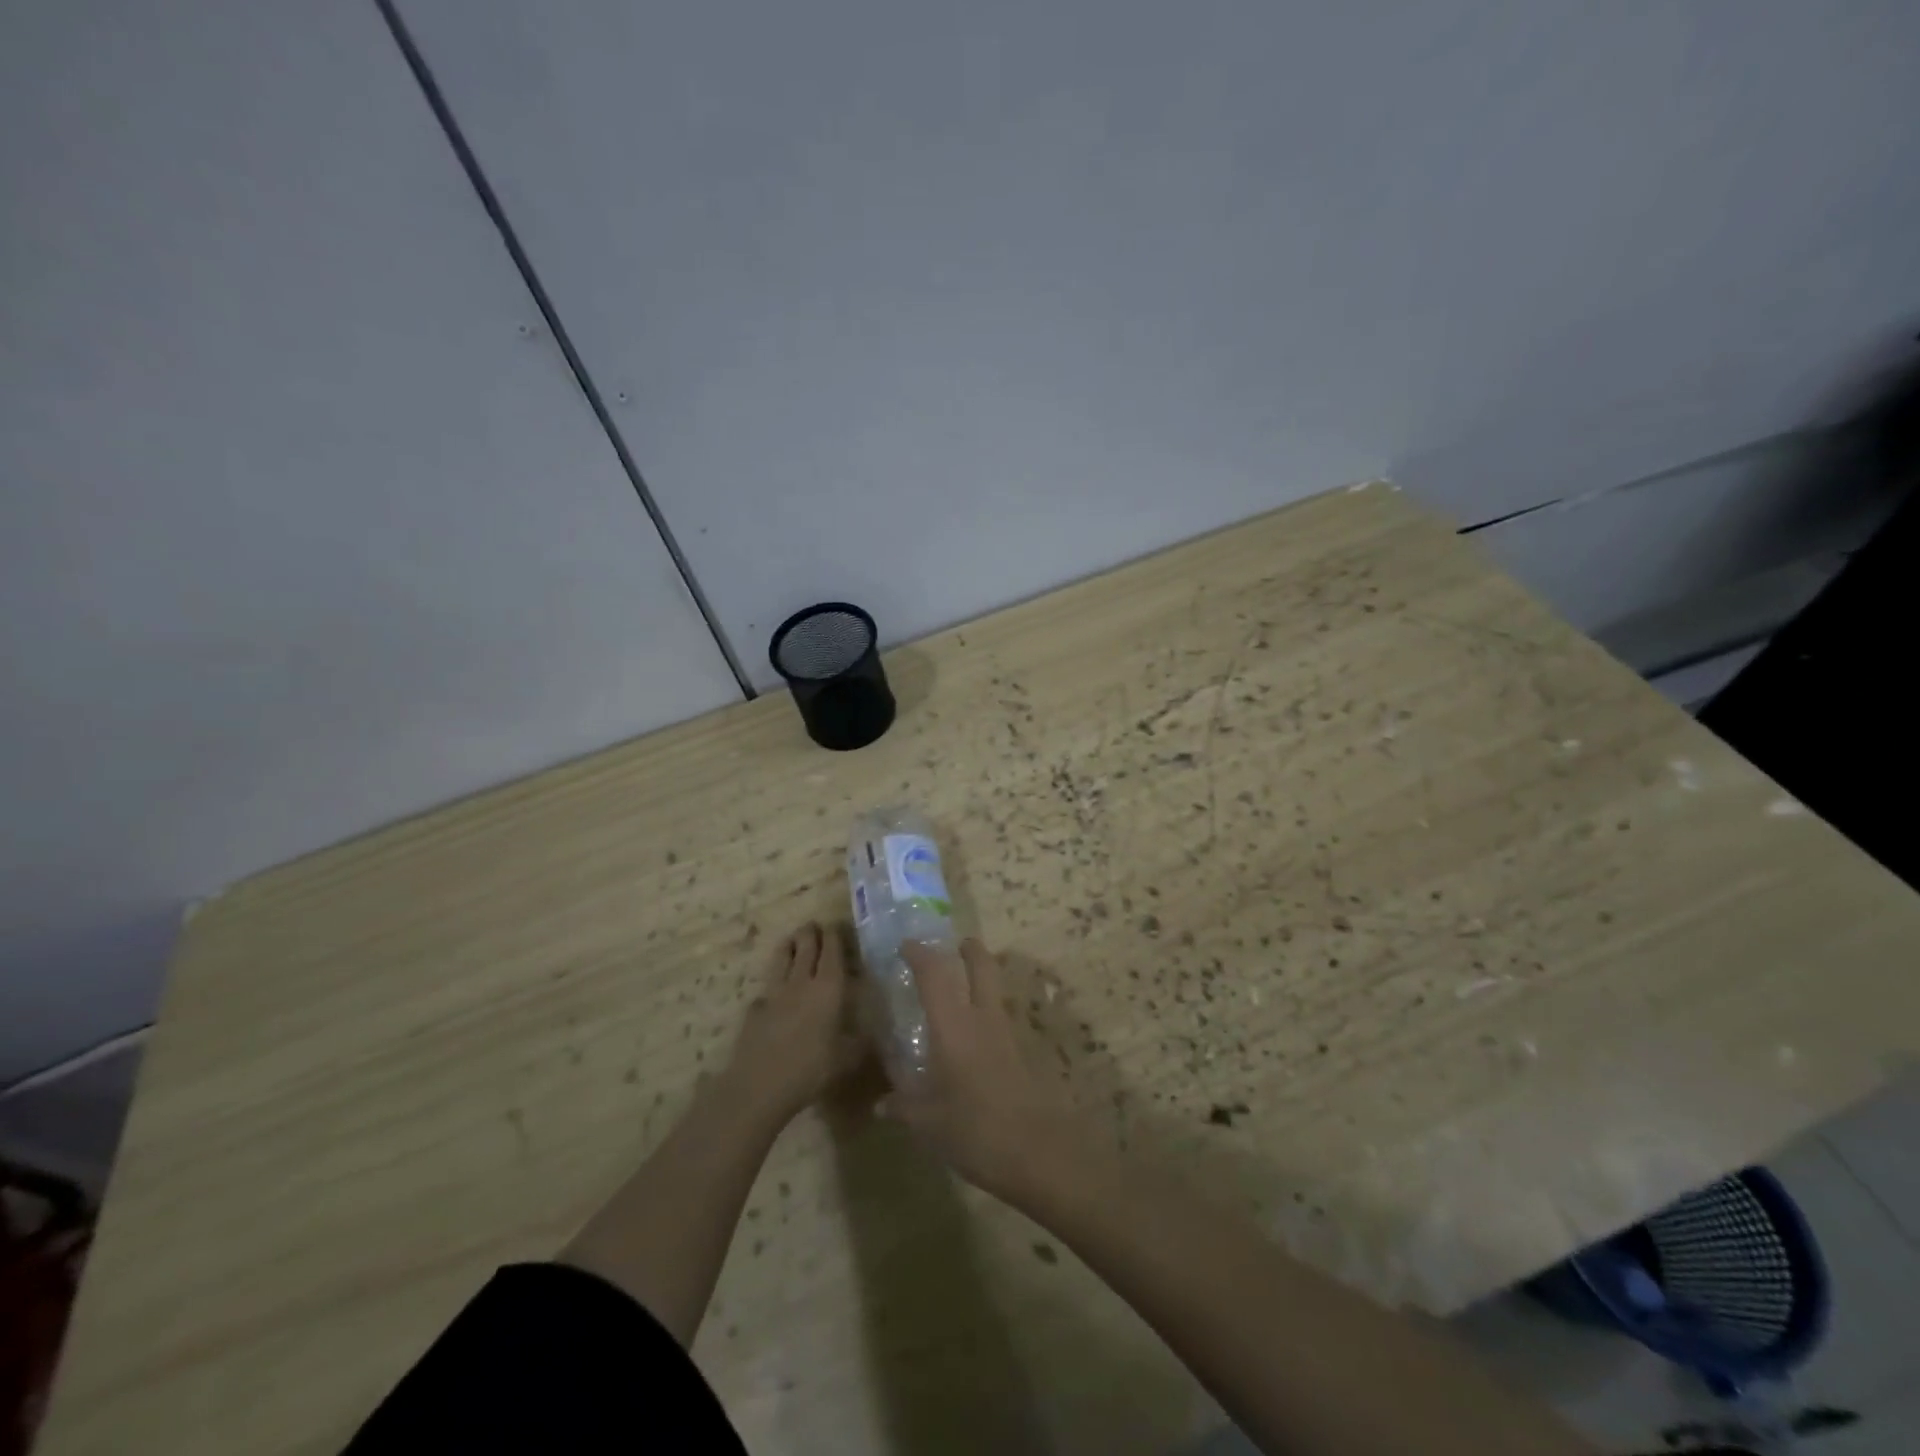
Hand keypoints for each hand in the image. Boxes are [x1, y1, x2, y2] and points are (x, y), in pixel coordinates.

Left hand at [724, 922, 863, 1127]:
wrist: (760, 1086)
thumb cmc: (811, 1069)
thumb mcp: (847, 1058)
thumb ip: (860, 1040)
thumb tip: (873, 1029)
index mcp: (829, 988)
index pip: (832, 951)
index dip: (834, 935)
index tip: (836, 925)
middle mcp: (801, 982)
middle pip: (805, 947)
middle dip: (810, 933)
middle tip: (814, 926)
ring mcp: (774, 993)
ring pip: (782, 958)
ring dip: (789, 945)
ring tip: (792, 939)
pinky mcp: (755, 1008)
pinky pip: (767, 986)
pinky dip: (773, 981)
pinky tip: (774, 989)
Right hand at [883, 940, 1092, 1206]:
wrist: (1039, 1153)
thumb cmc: (975, 1130)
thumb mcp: (928, 1123)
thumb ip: (903, 1106)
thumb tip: (880, 1104)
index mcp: (953, 1026)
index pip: (934, 976)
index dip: (920, 955)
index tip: (906, 946)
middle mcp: (982, 1019)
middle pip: (981, 967)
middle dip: (969, 950)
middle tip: (956, 945)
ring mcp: (1008, 1034)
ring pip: (996, 989)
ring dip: (983, 979)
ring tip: (964, 990)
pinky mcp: (1025, 1053)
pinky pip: (1003, 1019)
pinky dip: (990, 1013)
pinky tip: (978, 1038)